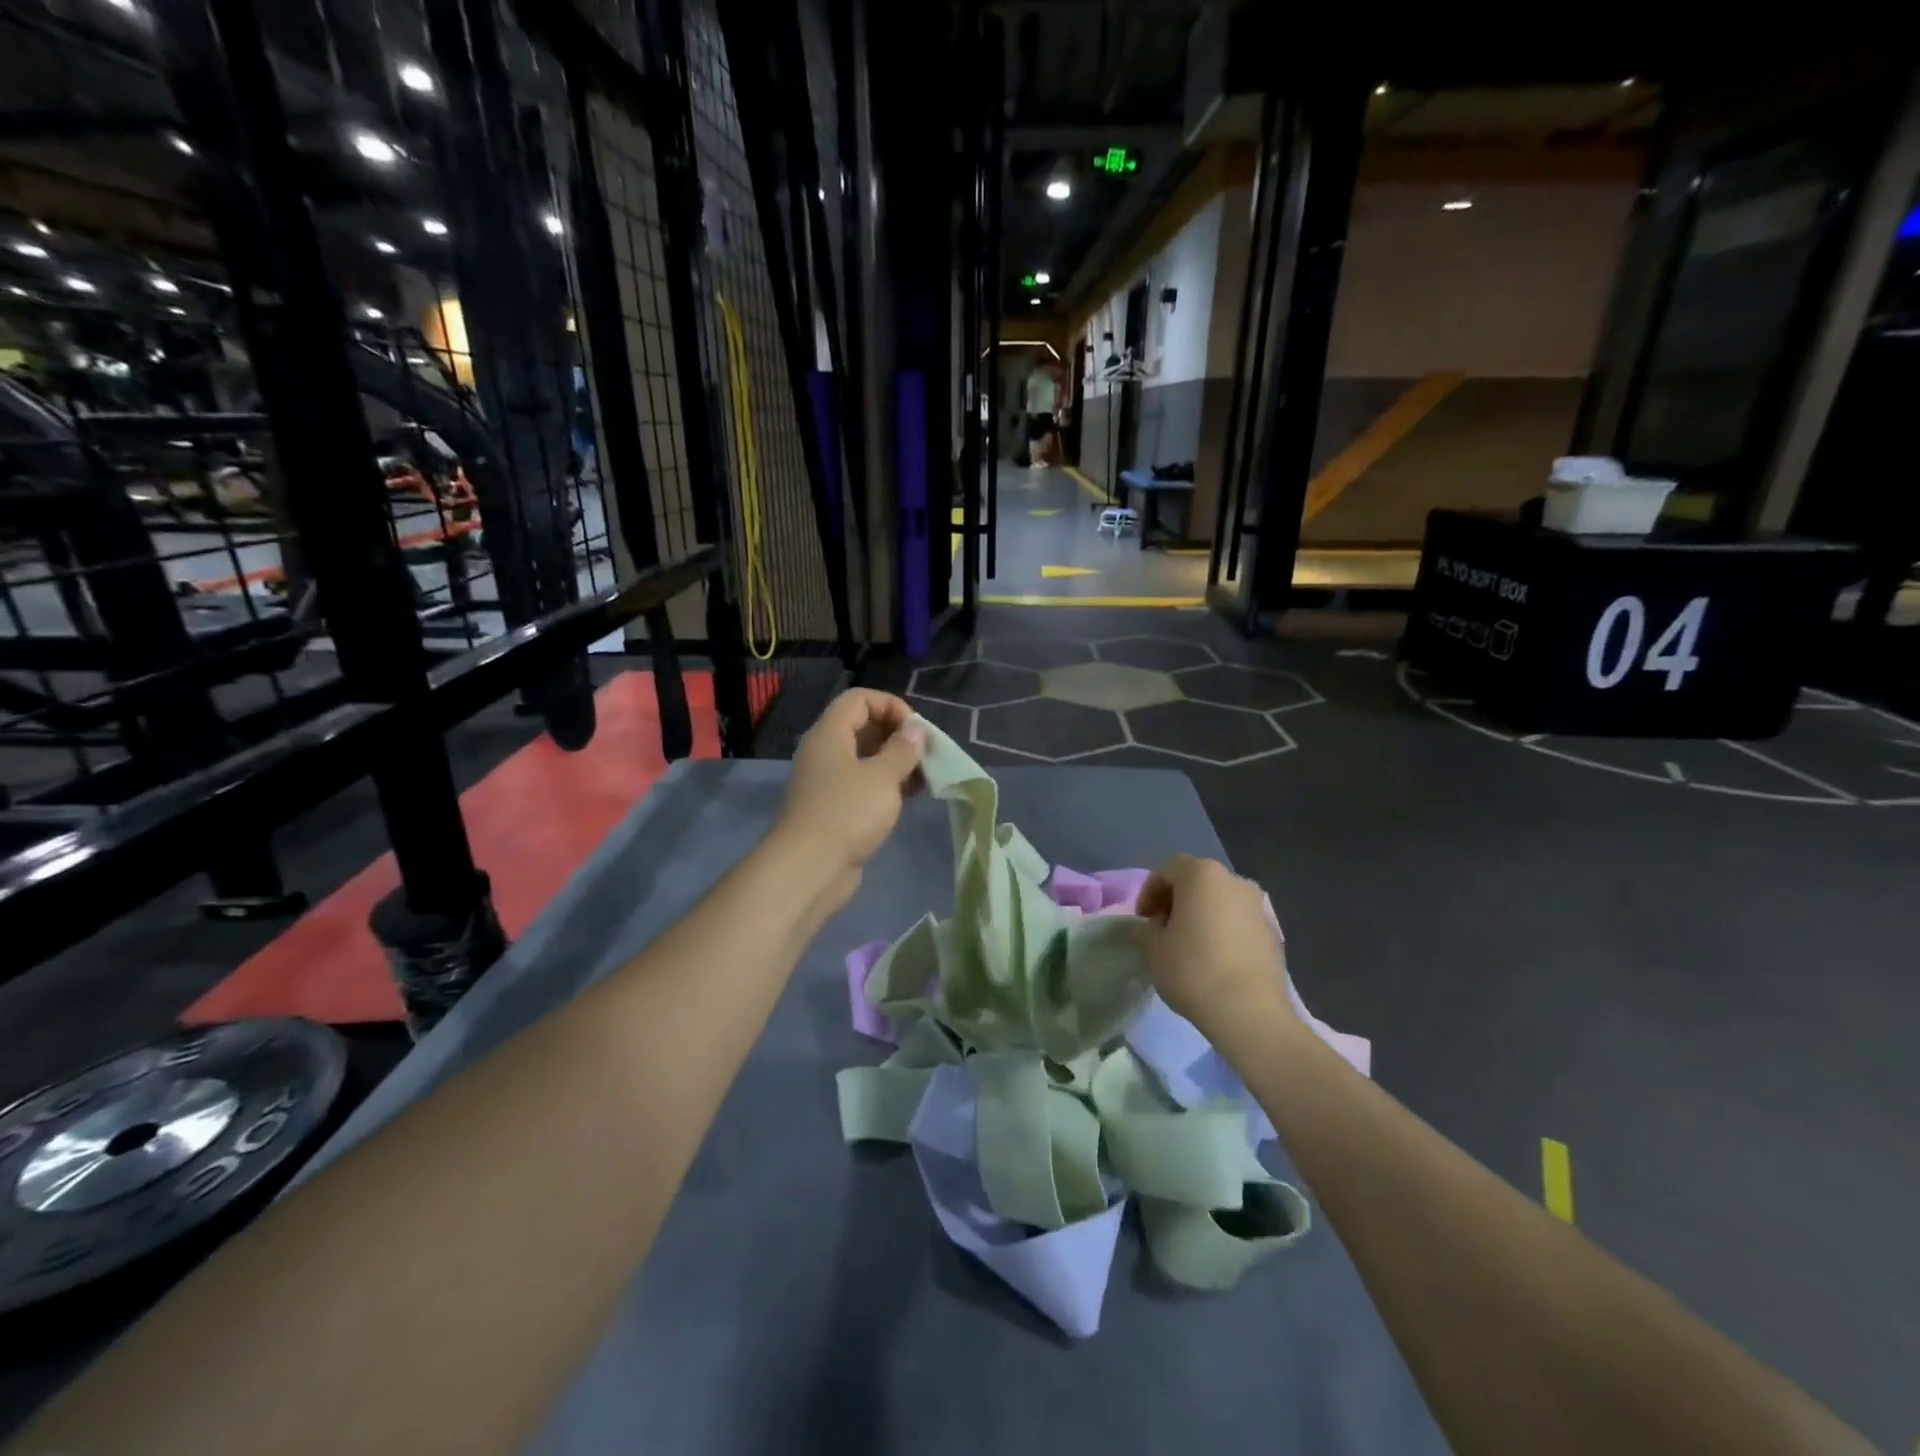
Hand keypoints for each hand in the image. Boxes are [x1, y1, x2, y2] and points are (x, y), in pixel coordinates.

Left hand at [773, 689, 925, 887]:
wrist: (810, 868)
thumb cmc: (848, 813)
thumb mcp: (883, 776)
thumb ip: (903, 749)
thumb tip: (915, 728)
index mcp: (830, 734)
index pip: (860, 699)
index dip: (891, 705)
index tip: (917, 730)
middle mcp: (825, 752)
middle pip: (862, 726)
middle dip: (897, 735)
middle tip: (925, 753)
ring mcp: (828, 782)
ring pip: (865, 758)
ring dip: (895, 762)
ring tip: (925, 775)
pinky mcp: (835, 809)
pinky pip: (863, 784)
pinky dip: (887, 785)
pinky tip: (910, 796)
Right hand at [1134, 855, 1293, 1038]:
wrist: (1251, 1013)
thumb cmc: (1194, 970)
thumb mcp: (1152, 949)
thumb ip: (1145, 930)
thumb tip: (1152, 929)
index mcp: (1203, 874)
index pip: (1167, 869)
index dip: (1149, 892)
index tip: (1144, 921)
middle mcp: (1235, 881)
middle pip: (1197, 882)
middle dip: (1176, 901)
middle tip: (1163, 931)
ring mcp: (1259, 906)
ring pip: (1220, 901)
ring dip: (1201, 916)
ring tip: (1189, 947)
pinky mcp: (1274, 933)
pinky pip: (1239, 923)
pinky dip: (1223, 932)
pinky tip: (1215, 961)